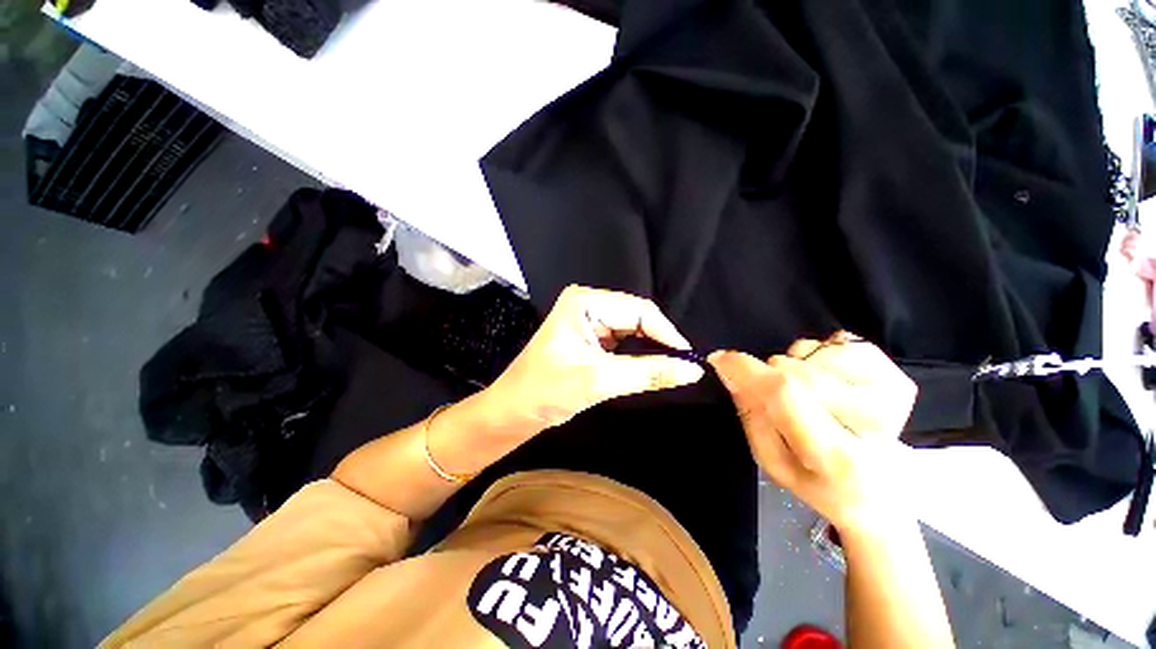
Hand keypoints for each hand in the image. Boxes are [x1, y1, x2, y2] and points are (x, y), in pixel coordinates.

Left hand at [485, 285, 705, 432]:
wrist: (513, 411)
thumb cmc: (546, 392)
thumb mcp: (599, 381)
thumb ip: (649, 373)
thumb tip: (693, 369)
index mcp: (585, 302)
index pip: (639, 310)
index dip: (667, 334)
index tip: (689, 359)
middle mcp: (588, 304)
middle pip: (637, 318)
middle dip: (660, 341)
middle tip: (683, 366)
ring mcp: (588, 320)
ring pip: (632, 330)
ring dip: (650, 348)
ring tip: (671, 367)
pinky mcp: (590, 337)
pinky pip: (623, 341)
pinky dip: (638, 354)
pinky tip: (650, 366)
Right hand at [708, 333, 916, 532]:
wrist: (881, 495)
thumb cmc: (820, 484)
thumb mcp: (772, 462)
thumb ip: (750, 415)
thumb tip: (730, 371)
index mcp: (834, 456)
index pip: (784, 394)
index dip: (747, 370)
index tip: (721, 359)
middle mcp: (872, 423)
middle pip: (794, 370)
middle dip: (770, 376)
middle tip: (779, 399)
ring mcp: (891, 394)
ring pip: (812, 352)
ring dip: (796, 366)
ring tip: (810, 395)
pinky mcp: (899, 376)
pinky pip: (839, 341)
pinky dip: (822, 354)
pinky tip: (832, 382)